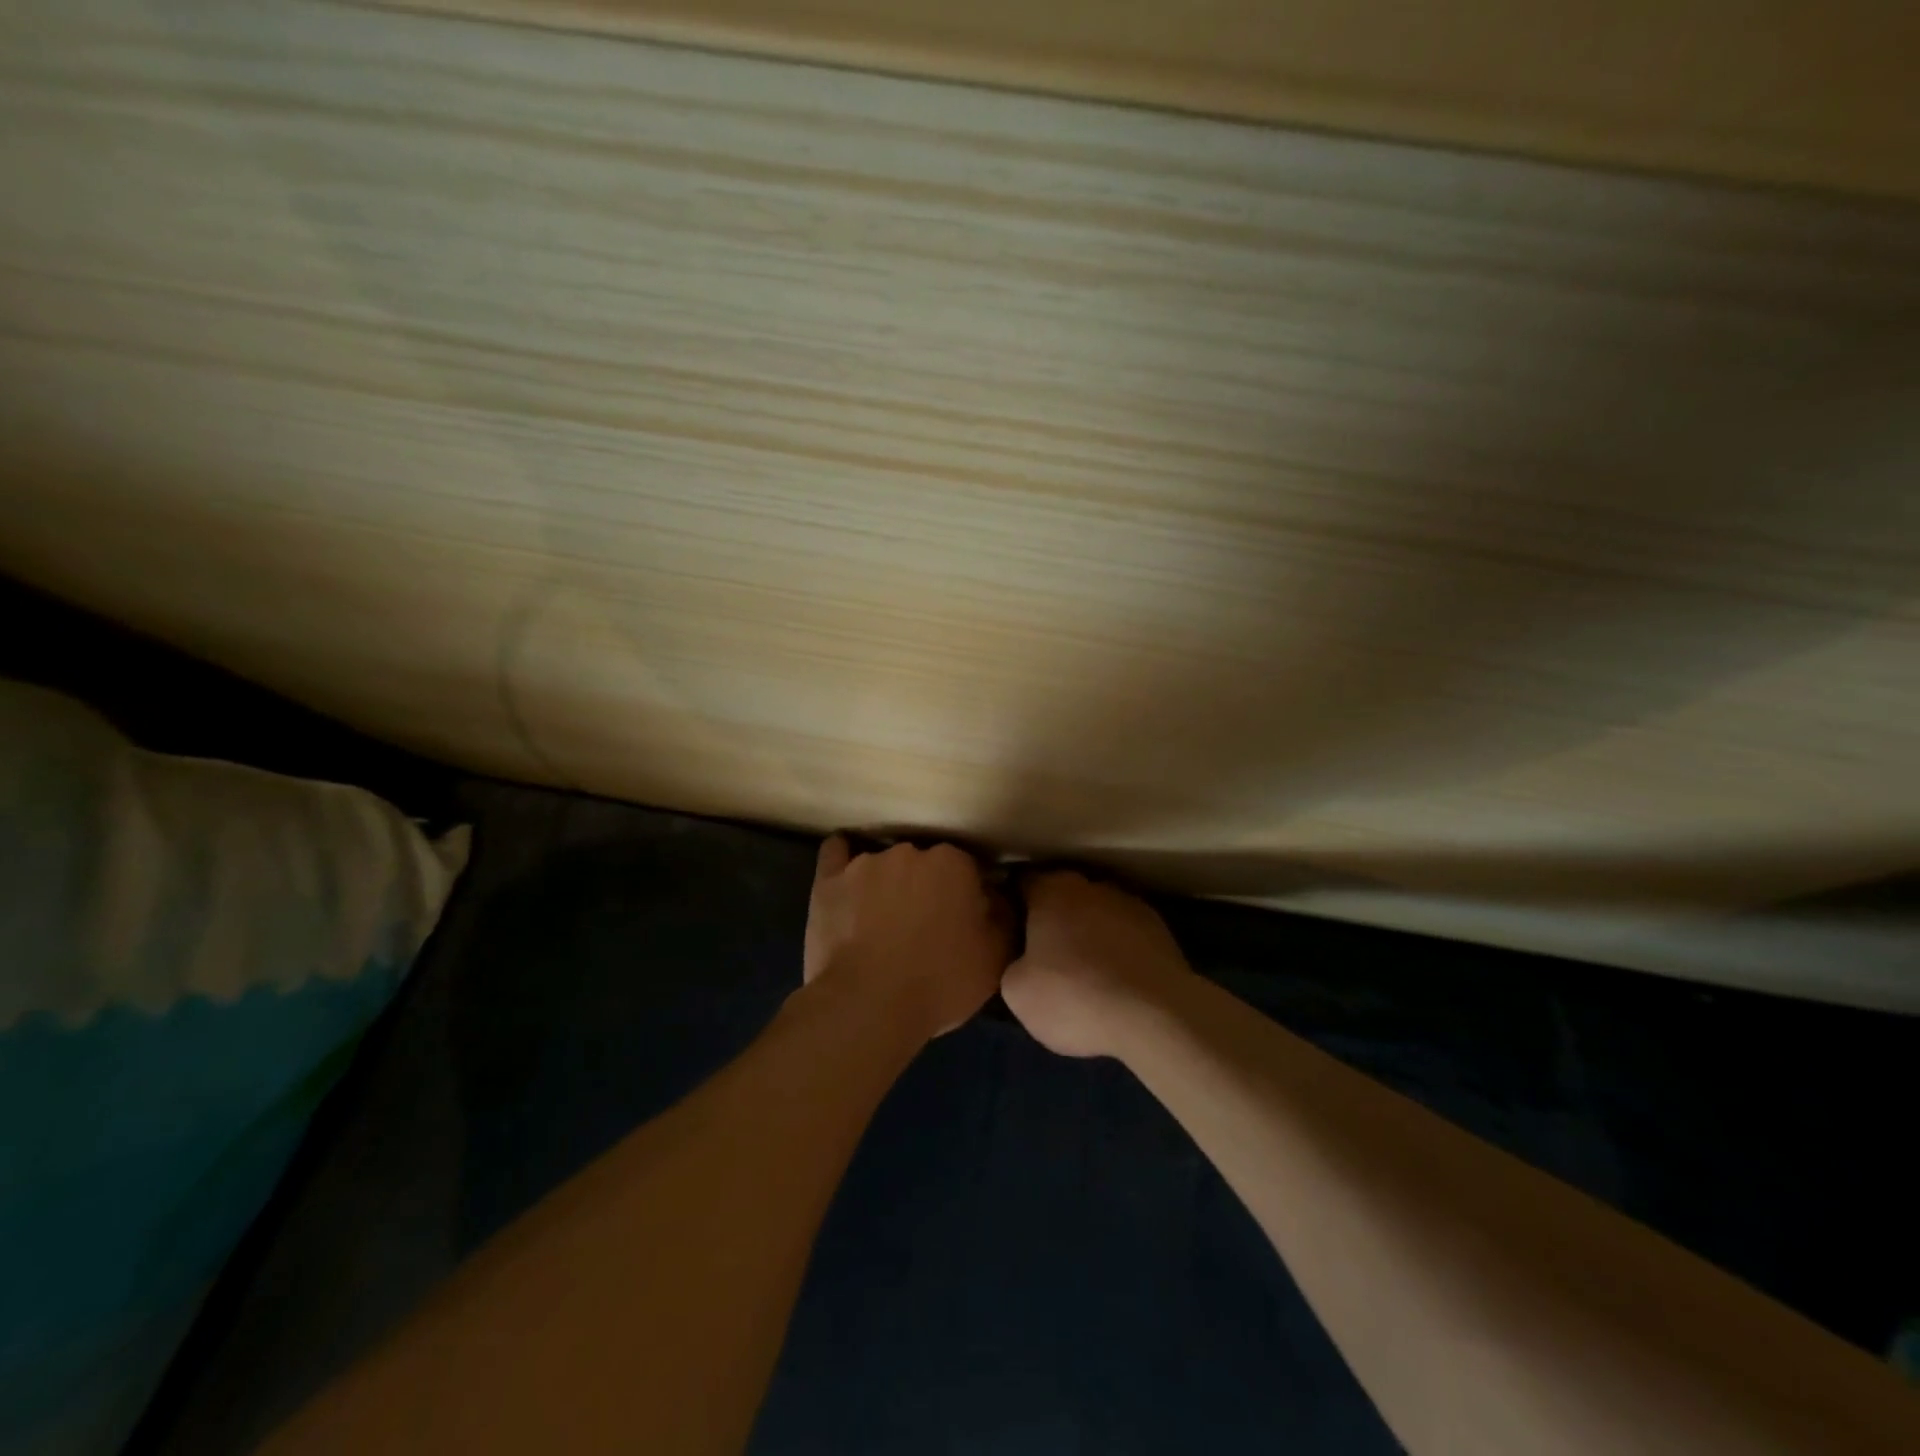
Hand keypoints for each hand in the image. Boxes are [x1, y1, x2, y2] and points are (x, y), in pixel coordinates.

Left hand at [802, 835, 1009, 1038]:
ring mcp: (864, 864)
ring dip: (887, 886)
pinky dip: (841, 862)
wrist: (868, 1007)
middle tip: (925, 928)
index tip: (963, 923)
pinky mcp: (828, 881)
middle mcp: (909, 852)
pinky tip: (846, 879)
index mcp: (953, 864)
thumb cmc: (939, 982)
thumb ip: (1004, 918)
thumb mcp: (994, 958)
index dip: (966, 897)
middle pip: (924, 864)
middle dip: (926, 889)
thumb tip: (998, 896)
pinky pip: (835, 854)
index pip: (967, 870)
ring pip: (884, 865)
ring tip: (882, 925)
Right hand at [1002, 871, 1193, 1057]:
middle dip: (1053, 919)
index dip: (1013, 905)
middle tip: (1043, 955)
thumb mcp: (1017, 991)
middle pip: (1063, 896)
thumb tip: (1024, 959)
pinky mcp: (1161, 930)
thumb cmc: (1074, 996)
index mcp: (1052, 890)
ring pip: (1098, 914)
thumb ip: (1013, 962)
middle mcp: (1092, 886)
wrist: (1155, 1018)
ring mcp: (1131, 905)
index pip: (1023, 883)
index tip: (1009, 930)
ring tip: (1084, 973)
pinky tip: (1116, 982)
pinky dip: (1118, 951)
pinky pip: (1126, 936)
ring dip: (1089, 934)